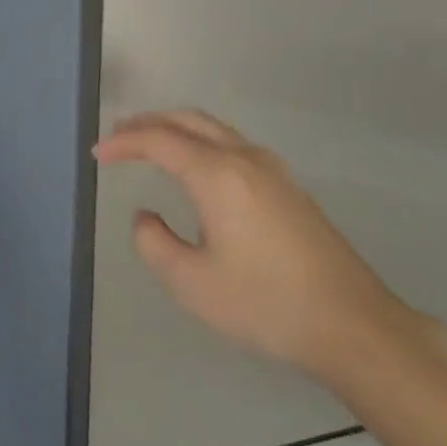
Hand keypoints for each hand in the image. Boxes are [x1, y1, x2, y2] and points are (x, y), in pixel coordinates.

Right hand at [94, 111, 411, 380]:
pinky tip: (195, 168)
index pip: (159, 141)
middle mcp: (245, 159)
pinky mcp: (288, 188)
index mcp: (218, 175)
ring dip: (177, 129)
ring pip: (215, 130)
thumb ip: (153, 243)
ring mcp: (272, 171)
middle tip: (117, 135)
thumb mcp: (190, 282)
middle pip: (189, 121)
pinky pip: (233, 146)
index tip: (96, 155)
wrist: (350, 324)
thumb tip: (145, 217)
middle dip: (149, 123)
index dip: (123, 144)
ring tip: (149, 144)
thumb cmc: (263, 303)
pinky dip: (201, 143)